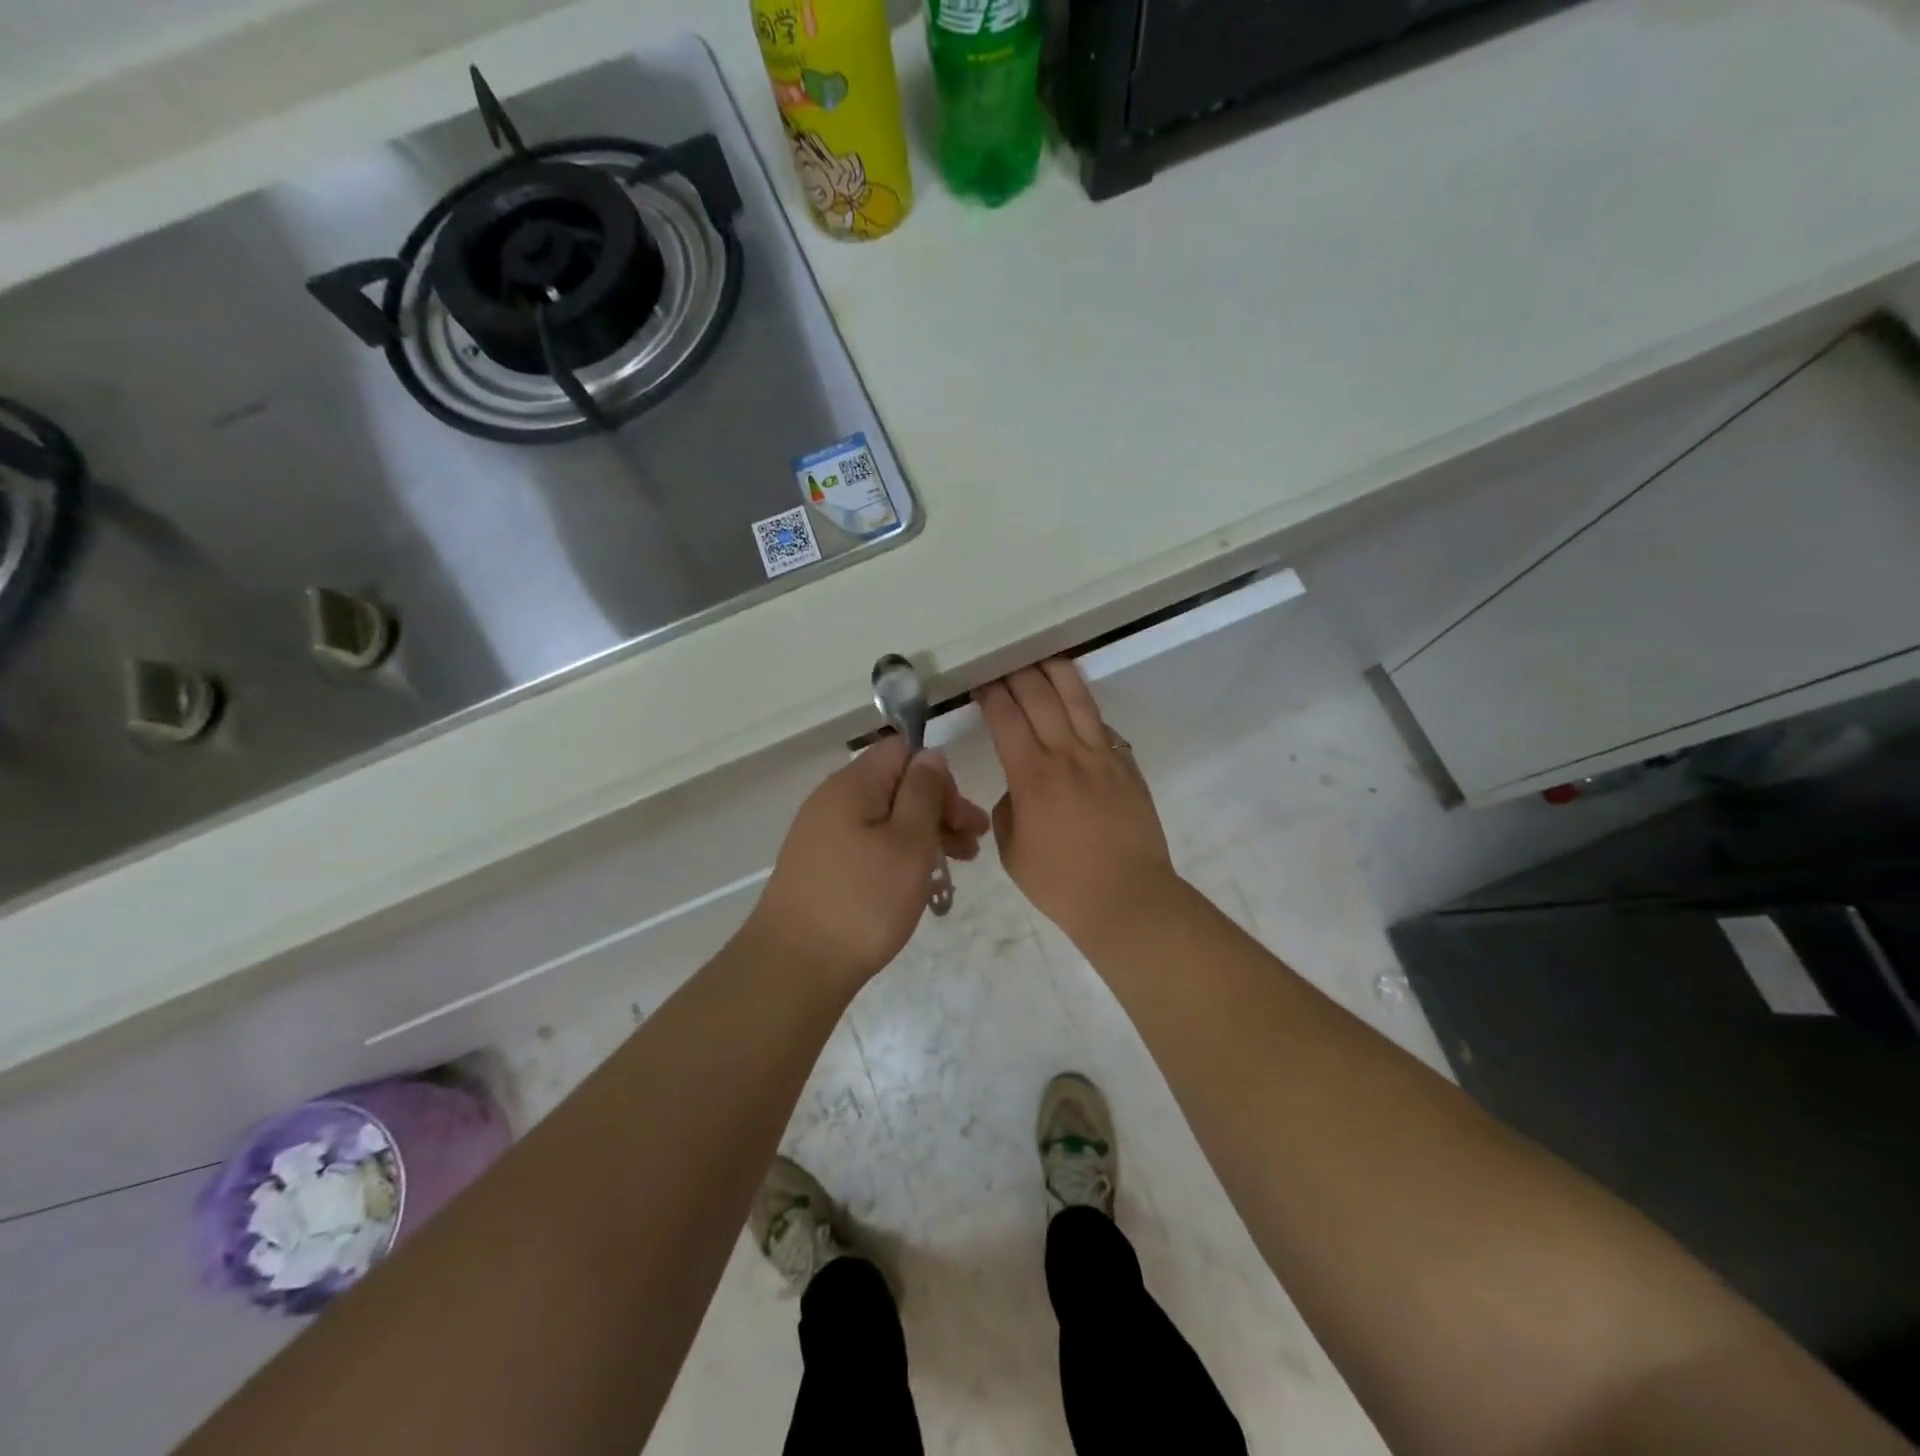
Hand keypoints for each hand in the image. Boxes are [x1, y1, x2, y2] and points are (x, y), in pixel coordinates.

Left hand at [747, 737, 988, 991]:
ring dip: (925, 833)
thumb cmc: (863, 901)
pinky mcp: (822, 866)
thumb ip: (924, 792)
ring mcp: (823, 834)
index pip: (903, 751)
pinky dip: (899, 854)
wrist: (795, 967)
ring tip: (959, 863)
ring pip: (885, 818)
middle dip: (939, 808)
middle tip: (974, 843)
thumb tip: (931, 754)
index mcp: (853, 784)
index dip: (939, 776)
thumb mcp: (909, 843)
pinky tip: (921, 880)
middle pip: (896, 785)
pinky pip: (869, 844)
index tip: (961, 816)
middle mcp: (833, 800)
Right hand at [977, 660, 1176, 946]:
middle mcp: (1067, 755)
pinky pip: (1102, 726)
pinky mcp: (1126, 766)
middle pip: (1040, 697)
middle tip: (1005, 660)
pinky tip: (1077, 702)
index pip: (1006, 717)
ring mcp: (1102, 756)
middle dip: (1018, 673)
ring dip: (1057, 673)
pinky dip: (1085, 708)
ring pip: (1077, 700)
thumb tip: (1018, 790)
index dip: (991, 694)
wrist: (1127, 897)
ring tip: (1044, 656)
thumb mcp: (1012, 851)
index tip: (981, 680)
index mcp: (1032, 776)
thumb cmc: (1060, 882)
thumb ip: (1008, 810)